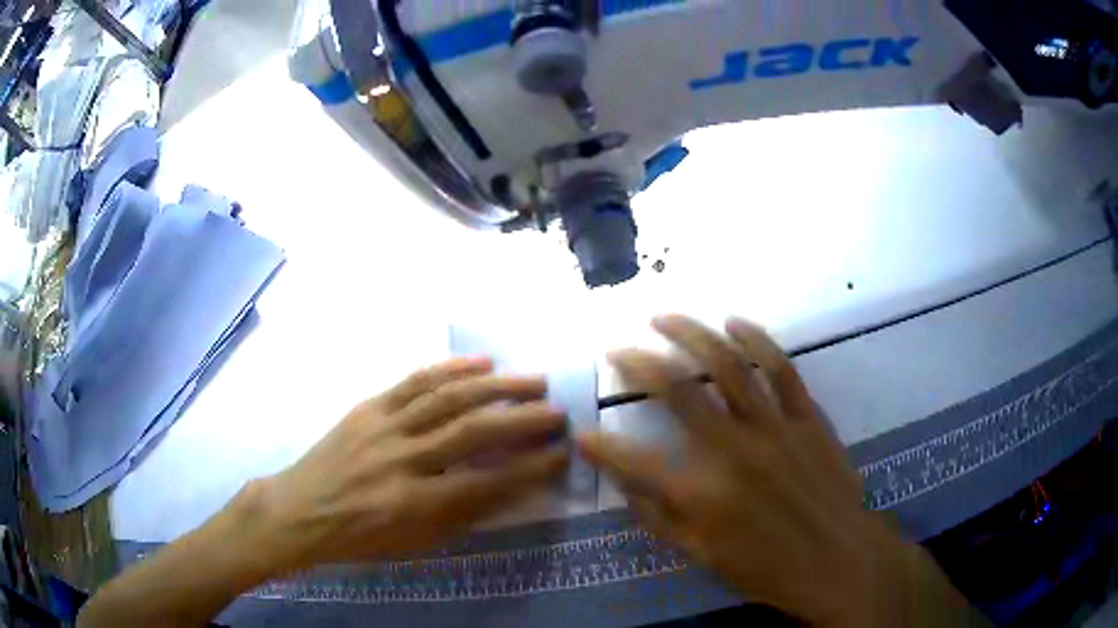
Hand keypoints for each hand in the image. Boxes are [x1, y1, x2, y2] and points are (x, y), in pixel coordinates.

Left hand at [250, 357, 568, 568]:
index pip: (485, 484)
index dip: (529, 469)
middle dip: (522, 421)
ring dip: (496, 387)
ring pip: (448, 399)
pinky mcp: (369, 407)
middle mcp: (402, 461)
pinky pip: (414, 382)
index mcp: (413, 505)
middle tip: (559, 412)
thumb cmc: (360, 538)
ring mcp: (383, 427)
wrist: (301, 510)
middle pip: (472, 433)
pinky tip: (481, 362)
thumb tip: (505, 488)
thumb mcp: (413, 545)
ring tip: (534, 381)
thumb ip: (460, 516)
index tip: (561, 454)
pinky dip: (450, 369)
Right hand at [577, 315, 970, 625]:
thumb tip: (623, 487)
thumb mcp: (703, 557)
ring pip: (727, 365)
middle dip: (638, 362)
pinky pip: (780, 368)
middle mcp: (732, 449)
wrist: (840, 560)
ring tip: (663, 317)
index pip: (633, 461)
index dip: (601, 445)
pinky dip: (756, 340)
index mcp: (702, 493)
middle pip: (676, 390)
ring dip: (691, 334)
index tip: (582, 431)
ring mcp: (774, 426)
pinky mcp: (807, 417)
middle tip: (617, 346)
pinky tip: (734, 323)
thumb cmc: (768, 569)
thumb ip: (659, 520)